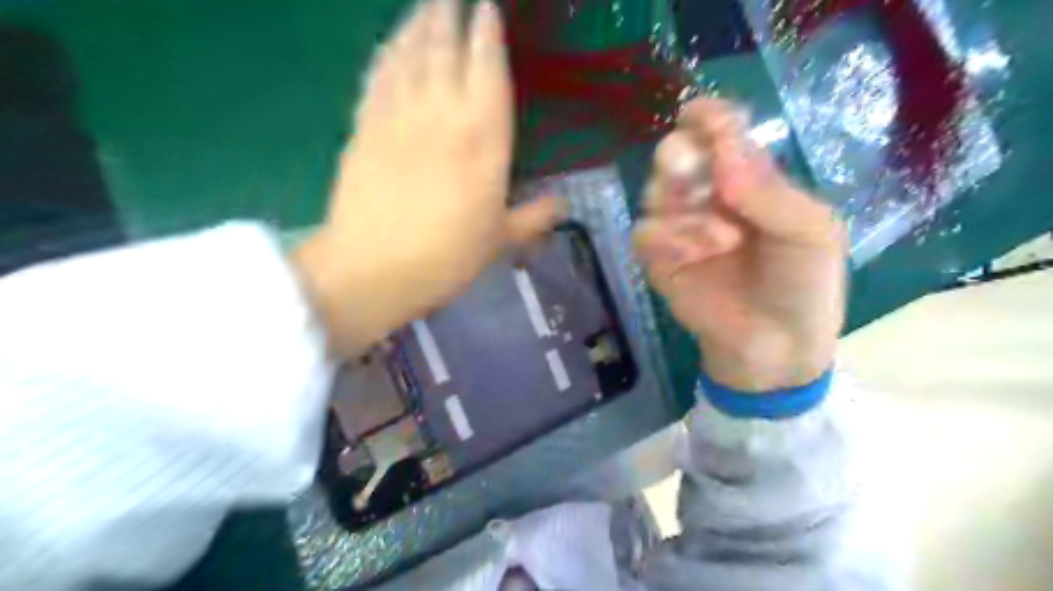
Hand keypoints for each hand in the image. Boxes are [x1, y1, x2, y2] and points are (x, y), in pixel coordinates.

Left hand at [291, 0, 563, 356]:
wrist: (372, 270)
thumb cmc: (445, 259)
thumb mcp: (499, 242)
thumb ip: (533, 218)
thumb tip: (563, 205)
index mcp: (482, 141)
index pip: (487, 71)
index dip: (488, 34)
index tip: (488, 7)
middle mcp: (440, 116)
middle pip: (444, 49)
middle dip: (450, 12)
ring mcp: (397, 117)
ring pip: (408, 54)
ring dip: (416, 23)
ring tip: (424, 3)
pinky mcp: (363, 128)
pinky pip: (376, 79)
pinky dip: (384, 56)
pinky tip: (387, 44)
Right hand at [632, 96, 844, 391]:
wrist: (777, 344)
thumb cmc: (803, 282)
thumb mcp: (810, 232)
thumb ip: (771, 193)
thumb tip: (724, 155)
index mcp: (748, 179)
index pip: (720, 135)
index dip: (708, 120)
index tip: (697, 116)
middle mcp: (708, 196)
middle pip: (675, 155)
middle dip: (681, 158)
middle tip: (695, 175)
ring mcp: (679, 227)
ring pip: (654, 191)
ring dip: (682, 208)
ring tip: (721, 239)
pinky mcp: (659, 259)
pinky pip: (645, 234)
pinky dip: (666, 239)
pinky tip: (693, 255)